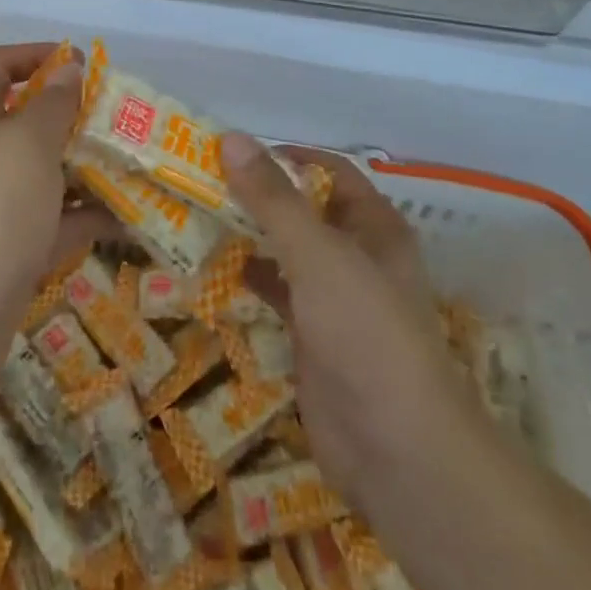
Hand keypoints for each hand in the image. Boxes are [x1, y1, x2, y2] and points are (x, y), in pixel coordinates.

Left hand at [0, 44, 106, 392]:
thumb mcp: (25, 143)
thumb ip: (52, 104)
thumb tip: (68, 68)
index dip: (32, 55)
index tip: (79, 63)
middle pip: (27, 121)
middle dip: (74, 115)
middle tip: (123, 118)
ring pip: (47, 174)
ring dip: (88, 167)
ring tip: (138, 162)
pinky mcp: (14, 253)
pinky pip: (58, 224)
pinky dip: (90, 218)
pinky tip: (132, 217)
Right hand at [223, 135, 493, 527]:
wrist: (396, 450)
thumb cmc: (366, 333)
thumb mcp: (318, 255)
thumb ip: (274, 199)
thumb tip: (232, 139)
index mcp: (374, 227)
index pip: (329, 172)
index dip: (286, 157)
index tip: (232, 153)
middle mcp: (357, 256)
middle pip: (303, 210)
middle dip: (257, 197)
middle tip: (200, 183)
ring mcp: (335, 300)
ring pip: (286, 253)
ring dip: (248, 236)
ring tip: (194, 218)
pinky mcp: (312, 338)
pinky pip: (276, 294)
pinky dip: (247, 280)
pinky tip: (209, 270)